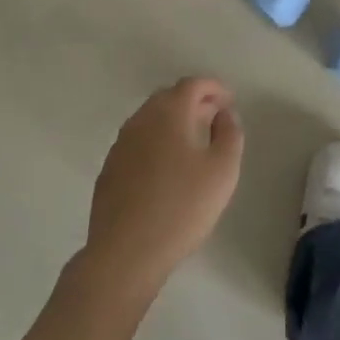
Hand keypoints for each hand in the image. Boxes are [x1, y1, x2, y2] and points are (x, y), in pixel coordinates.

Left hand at [76, 77, 243, 307]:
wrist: (125, 254)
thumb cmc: (181, 208)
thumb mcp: (222, 170)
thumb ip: (230, 134)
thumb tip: (224, 114)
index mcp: (168, 113)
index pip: (192, 84)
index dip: (213, 87)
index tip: (229, 100)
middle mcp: (140, 120)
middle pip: (169, 97)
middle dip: (194, 102)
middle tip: (214, 118)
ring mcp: (120, 144)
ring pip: (151, 119)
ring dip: (174, 121)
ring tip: (194, 142)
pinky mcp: (109, 169)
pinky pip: (138, 142)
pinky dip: (156, 141)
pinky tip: (166, 167)